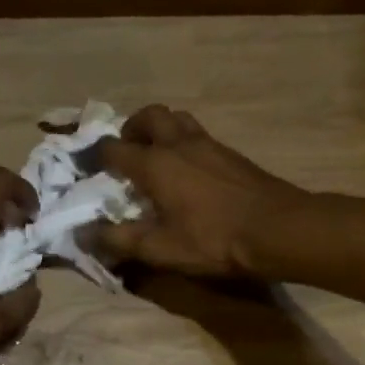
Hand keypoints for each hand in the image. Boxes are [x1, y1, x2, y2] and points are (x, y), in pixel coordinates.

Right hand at [95, 105, 308, 277]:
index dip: (96, 157)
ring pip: (178, 119)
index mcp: (155, 164)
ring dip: (161, 129)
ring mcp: (209, 145)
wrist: (280, 230)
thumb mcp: (160, 249)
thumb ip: (119, 240)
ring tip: (158, 157)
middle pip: (150, 115)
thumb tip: (84, 234)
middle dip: (132, 128)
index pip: (113, 148)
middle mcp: (179, 144)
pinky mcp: (232, 154)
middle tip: (128, 151)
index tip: (90, 170)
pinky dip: (185, 143)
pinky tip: (190, 172)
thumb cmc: (214, 239)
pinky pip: (199, 135)